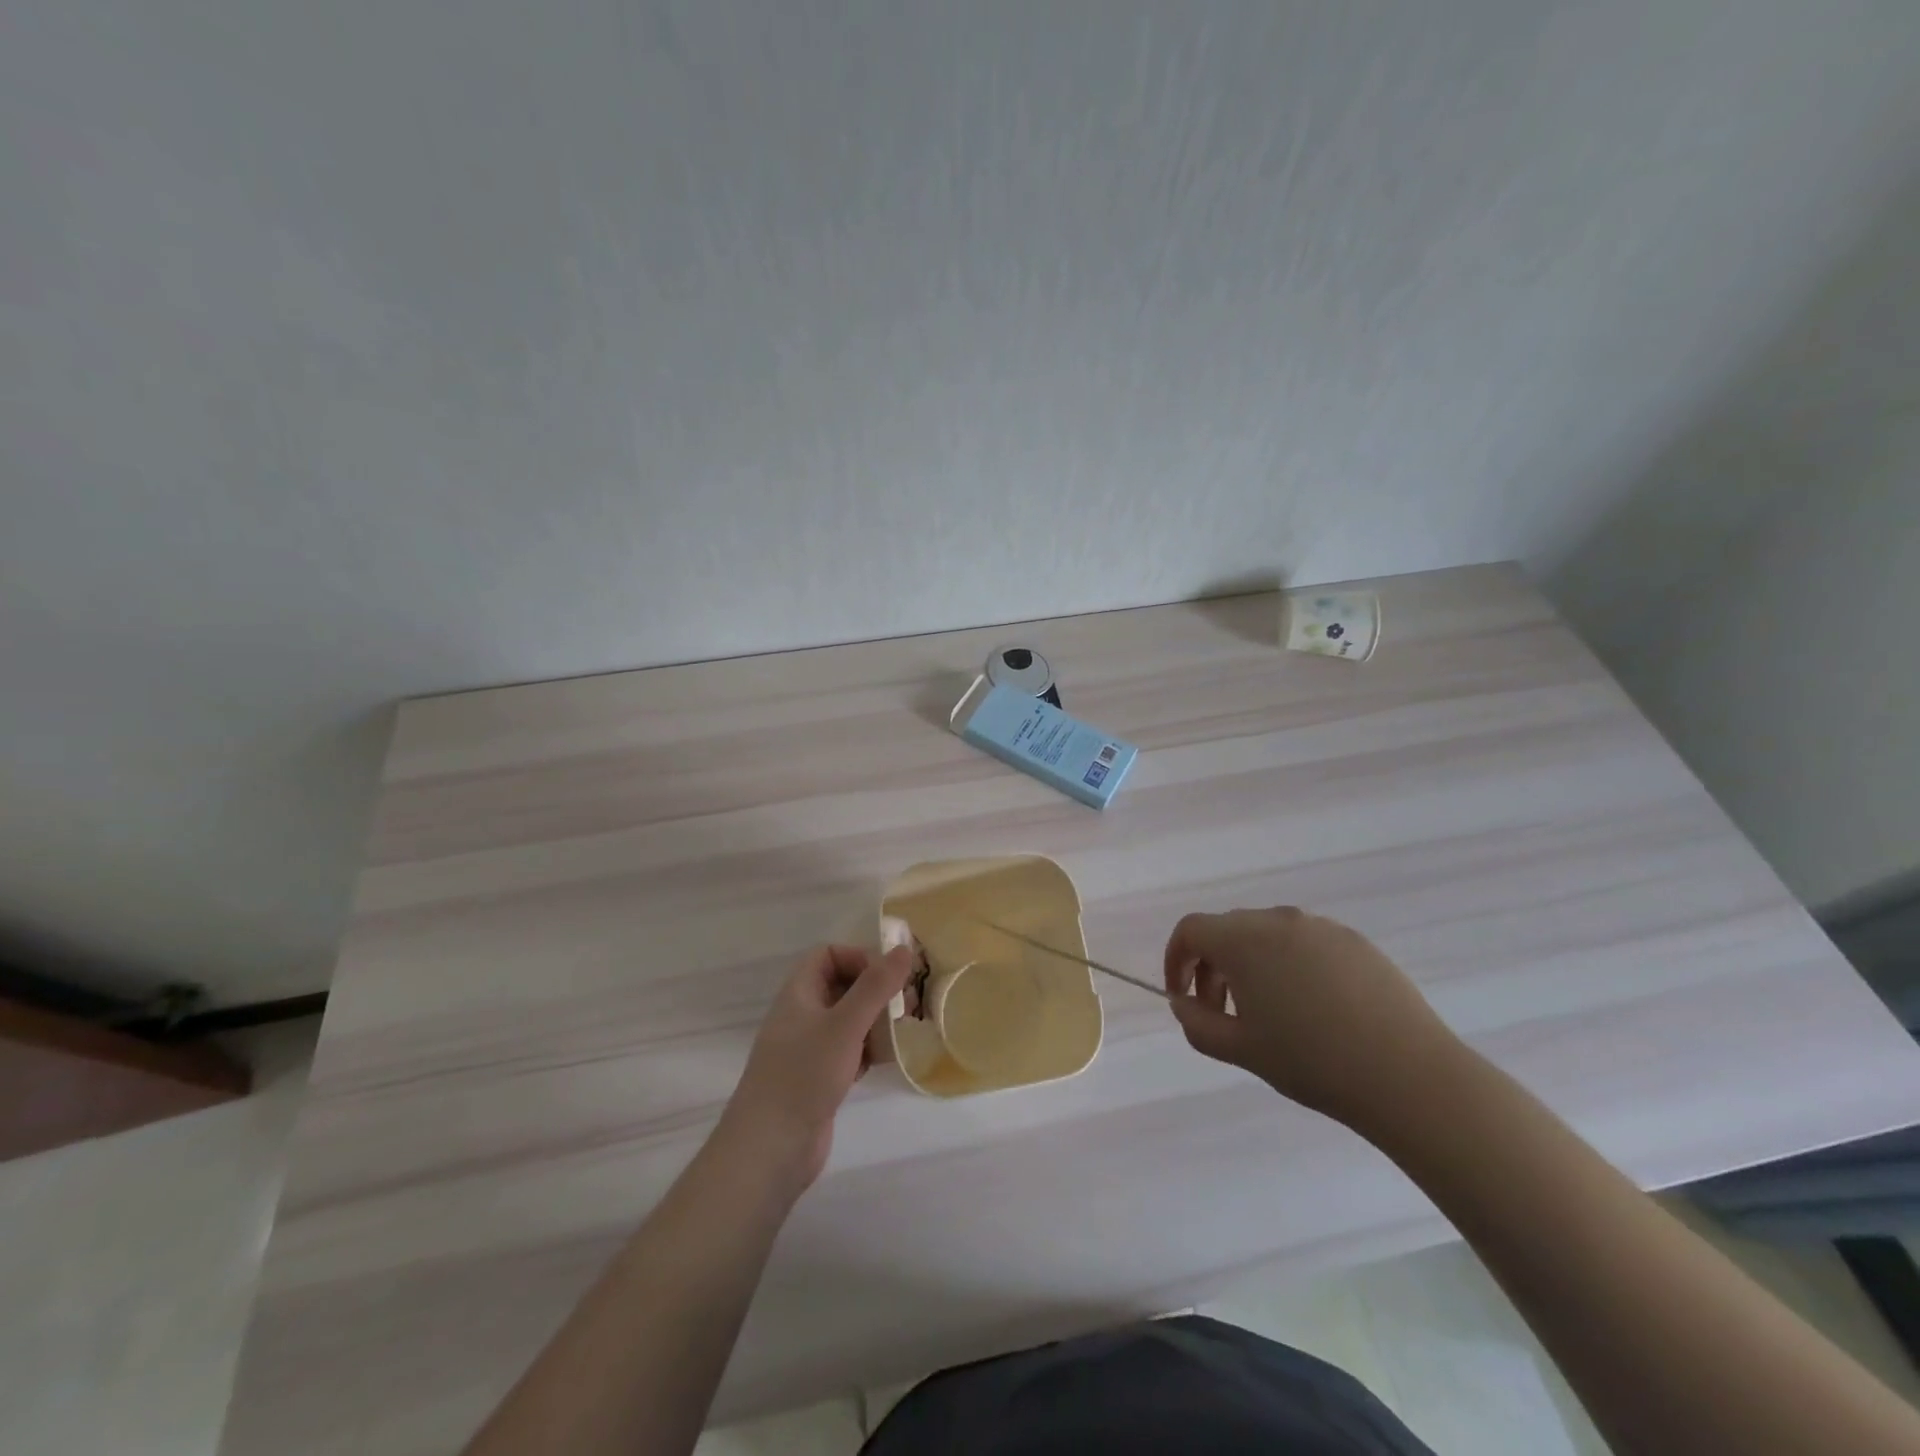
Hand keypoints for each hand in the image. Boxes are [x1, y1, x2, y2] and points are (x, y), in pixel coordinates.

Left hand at [718, 944, 914, 1193]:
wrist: (770, 1149)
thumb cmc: (804, 1075)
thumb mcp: (845, 1024)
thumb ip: (876, 986)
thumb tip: (905, 949)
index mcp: (799, 993)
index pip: (828, 955)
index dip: (858, 957)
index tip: (887, 977)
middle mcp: (802, 1015)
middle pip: (842, 986)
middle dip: (875, 990)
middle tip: (906, 1004)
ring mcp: (809, 1048)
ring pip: (848, 1020)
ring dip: (875, 1021)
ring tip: (902, 1031)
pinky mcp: (819, 1078)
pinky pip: (848, 1050)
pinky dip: (868, 1050)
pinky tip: (885, 1061)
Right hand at [1163, 907, 1460, 1133]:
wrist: (1408, 1075)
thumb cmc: (1311, 1061)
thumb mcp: (1240, 1050)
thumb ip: (1197, 1023)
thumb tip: (1183, 1003)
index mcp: (1243, 939)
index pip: (1191, 930)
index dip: (1176, 960)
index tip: (1183, 998)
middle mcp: (1278, 920)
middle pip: (1228, 931)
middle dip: (1213, 967)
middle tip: (1222, 1013)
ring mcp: (1320, 927)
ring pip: (1267, 936)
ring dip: (1251, 965)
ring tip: (1270, 1014)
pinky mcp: (1355, 941)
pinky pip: (1305, 944)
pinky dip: (1290, 966)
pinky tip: (1313, 1009)